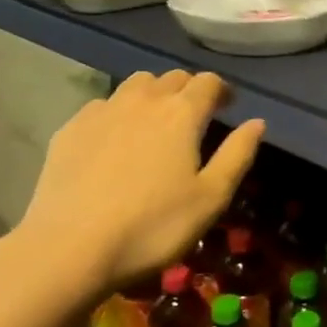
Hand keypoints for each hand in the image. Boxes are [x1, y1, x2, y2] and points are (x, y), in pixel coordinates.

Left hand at [13, 70, 263, 295]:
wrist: (69, 248)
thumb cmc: (152, 227)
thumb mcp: (210, 198)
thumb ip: (237, 155)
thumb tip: (257, 122)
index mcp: (182, 113)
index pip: (208, 82)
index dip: (222, 90)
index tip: (228, 106)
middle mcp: (143, 100)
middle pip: (172, 78)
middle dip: (189, 90)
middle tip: (195, 116)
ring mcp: (102, 111)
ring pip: (135, 85)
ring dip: (153, 94)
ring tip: (155, 121)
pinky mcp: (70, 129)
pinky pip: (103, 105)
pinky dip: (118, 112)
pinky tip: (115, 139)